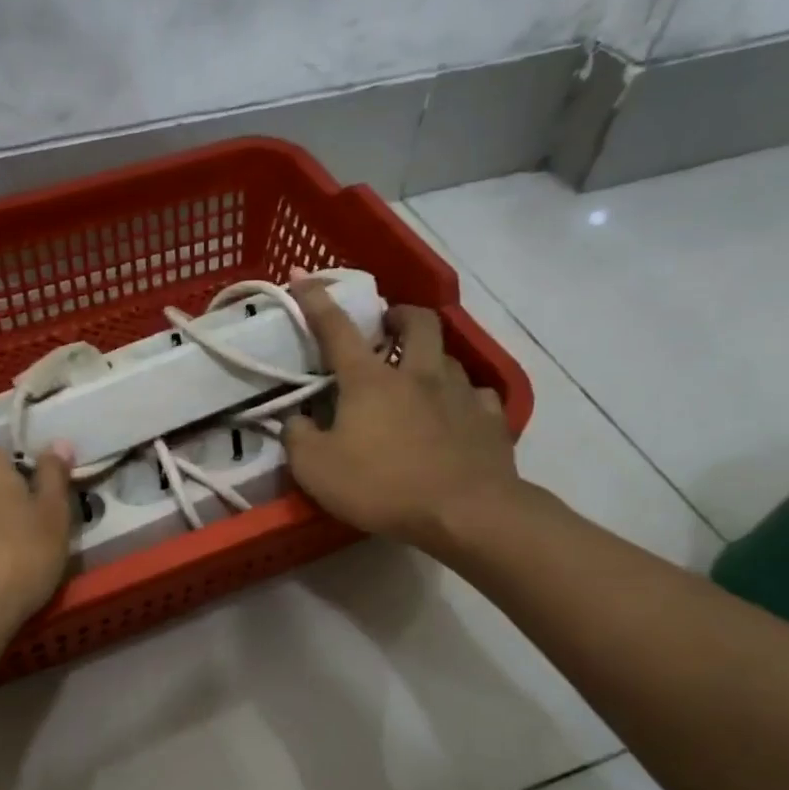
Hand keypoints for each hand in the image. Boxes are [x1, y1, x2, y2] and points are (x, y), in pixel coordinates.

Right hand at [282, 280, 522, 553]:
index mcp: (370, 380)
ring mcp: (460, 393)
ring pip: (448, 356)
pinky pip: (478, 395)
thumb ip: (298, 438)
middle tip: (387, 327)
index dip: (316, 299)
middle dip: (400, 314)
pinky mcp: (490, 419)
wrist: (466, 514)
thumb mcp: (316, 470)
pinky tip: (456, 413)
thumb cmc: (382, 487)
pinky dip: (462, 397)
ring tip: (419, 377)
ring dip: (430, 357)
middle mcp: (418, 374)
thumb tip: (298, 421)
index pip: (336, 328)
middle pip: (417, 321)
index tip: (301, 276)